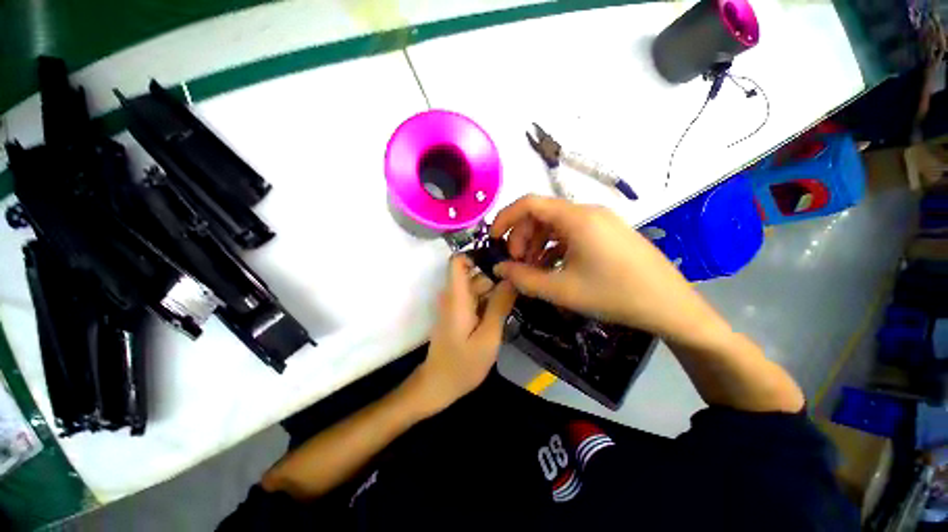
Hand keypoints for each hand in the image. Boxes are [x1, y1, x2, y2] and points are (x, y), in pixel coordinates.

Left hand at [413, 255, 516, 413]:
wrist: (438, 385)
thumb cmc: (462, 364)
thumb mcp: (488, 337)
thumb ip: (499, 306)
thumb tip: (512, 278)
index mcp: (457, 296)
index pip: (458, 260)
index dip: (478, 255)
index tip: (502, 262)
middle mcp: (454, 295)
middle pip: (475, 274)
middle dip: (497, 277)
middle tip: (521, 286)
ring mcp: (456, 305)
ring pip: (477, 286)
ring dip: (495, 291)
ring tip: (516, 300)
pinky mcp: (459, 314)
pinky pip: (475, 299)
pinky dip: (489, 301)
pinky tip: (504, 312)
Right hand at [489, 195, 714, 338]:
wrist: (670, 306)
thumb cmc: (613, 295)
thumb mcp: (561, 289)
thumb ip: (523, 278)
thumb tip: (499, 269)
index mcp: (576, 218)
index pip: (529, 203)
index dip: (506, 218)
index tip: (493, 239)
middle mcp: (588, 212)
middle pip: (541, 214)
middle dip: (522, 237)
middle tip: (518, 264)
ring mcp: (600, 222)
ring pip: (556, 225)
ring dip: (538, 244)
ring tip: (534, 269)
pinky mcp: (608, 233)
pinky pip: (572, 233)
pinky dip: (555, 247)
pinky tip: (553, 268)